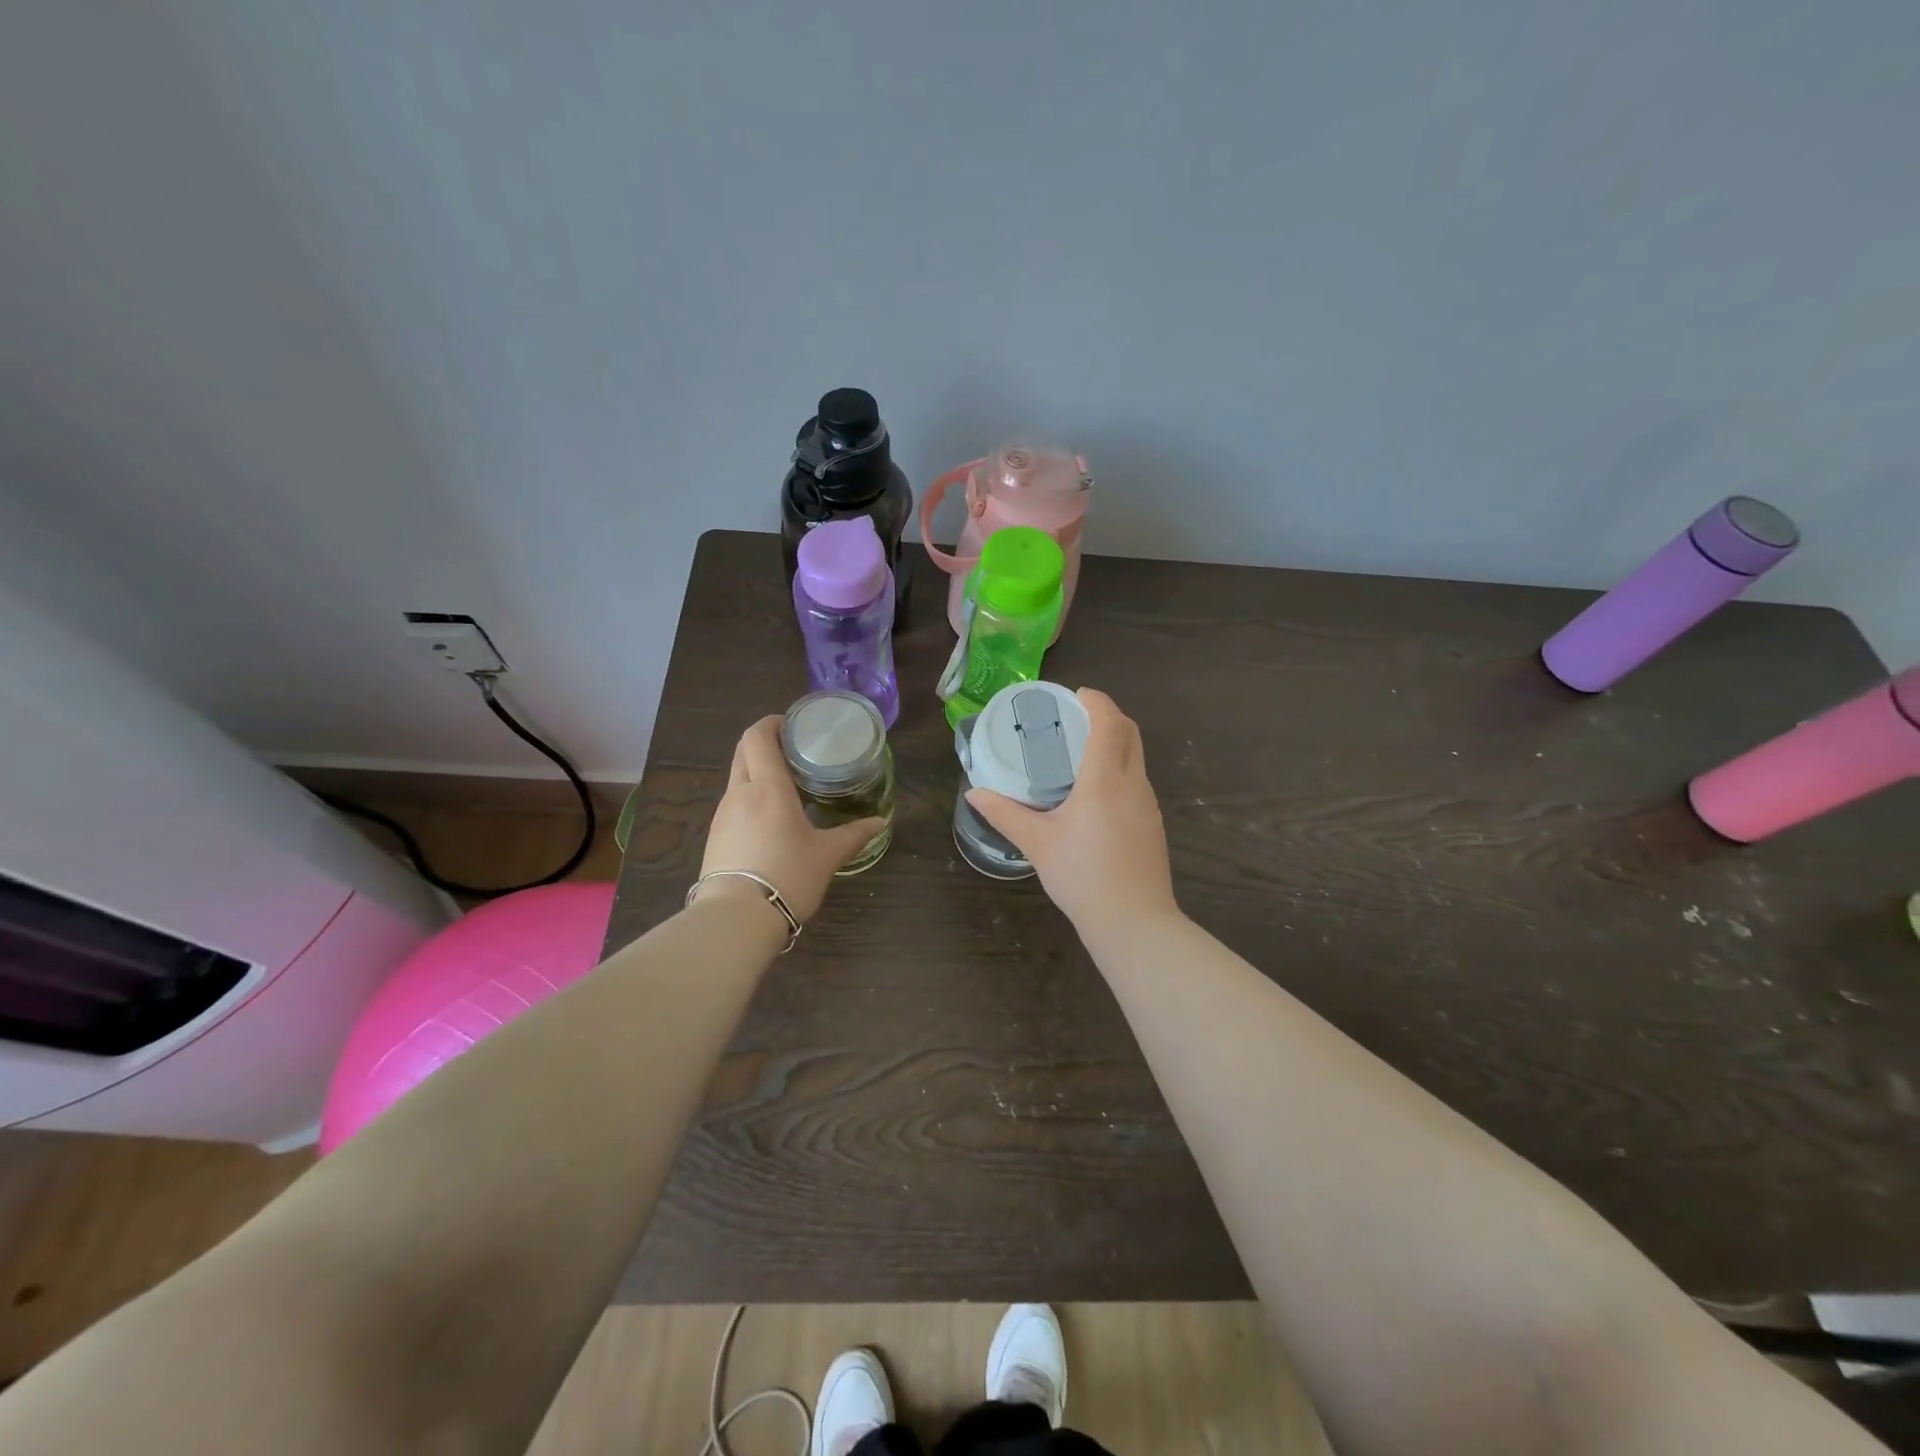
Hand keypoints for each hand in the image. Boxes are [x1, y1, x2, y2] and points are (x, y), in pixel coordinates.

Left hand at [698, 715, 886, 923]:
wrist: (735, 919)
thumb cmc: (787, 876)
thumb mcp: (827, 856)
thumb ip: (853, 835)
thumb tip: (880, 822)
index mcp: (768, 787)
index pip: (758, 736)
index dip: (772, 723)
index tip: (792, 725)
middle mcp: (740, 792)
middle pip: (743, 751)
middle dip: (764, 742)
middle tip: (792, 750)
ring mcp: (723, 814)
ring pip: (737, 777)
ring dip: (757, 770)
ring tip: (786, 784)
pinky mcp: (715, 835)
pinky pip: (733, 802)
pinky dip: (750, 796)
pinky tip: (769, 817)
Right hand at [965, 688, 1180, 932]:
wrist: (1134, 922)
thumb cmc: (1082, 876)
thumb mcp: (1037, 843)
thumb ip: (1005, 813)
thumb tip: (974, 793)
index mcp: (1104, 779)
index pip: (1109, 722)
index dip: (1096, 701)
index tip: (1075, 695)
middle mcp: (1133, 783)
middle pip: (1130, 732)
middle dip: (1107, 716)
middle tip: (1075, 718)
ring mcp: (1148, 803)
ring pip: (1136, 757)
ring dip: (1115, 743)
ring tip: (1080, 753)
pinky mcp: (1153, 823)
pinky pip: (1137, 781)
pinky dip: (1119, 769)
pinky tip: (1096, 794)